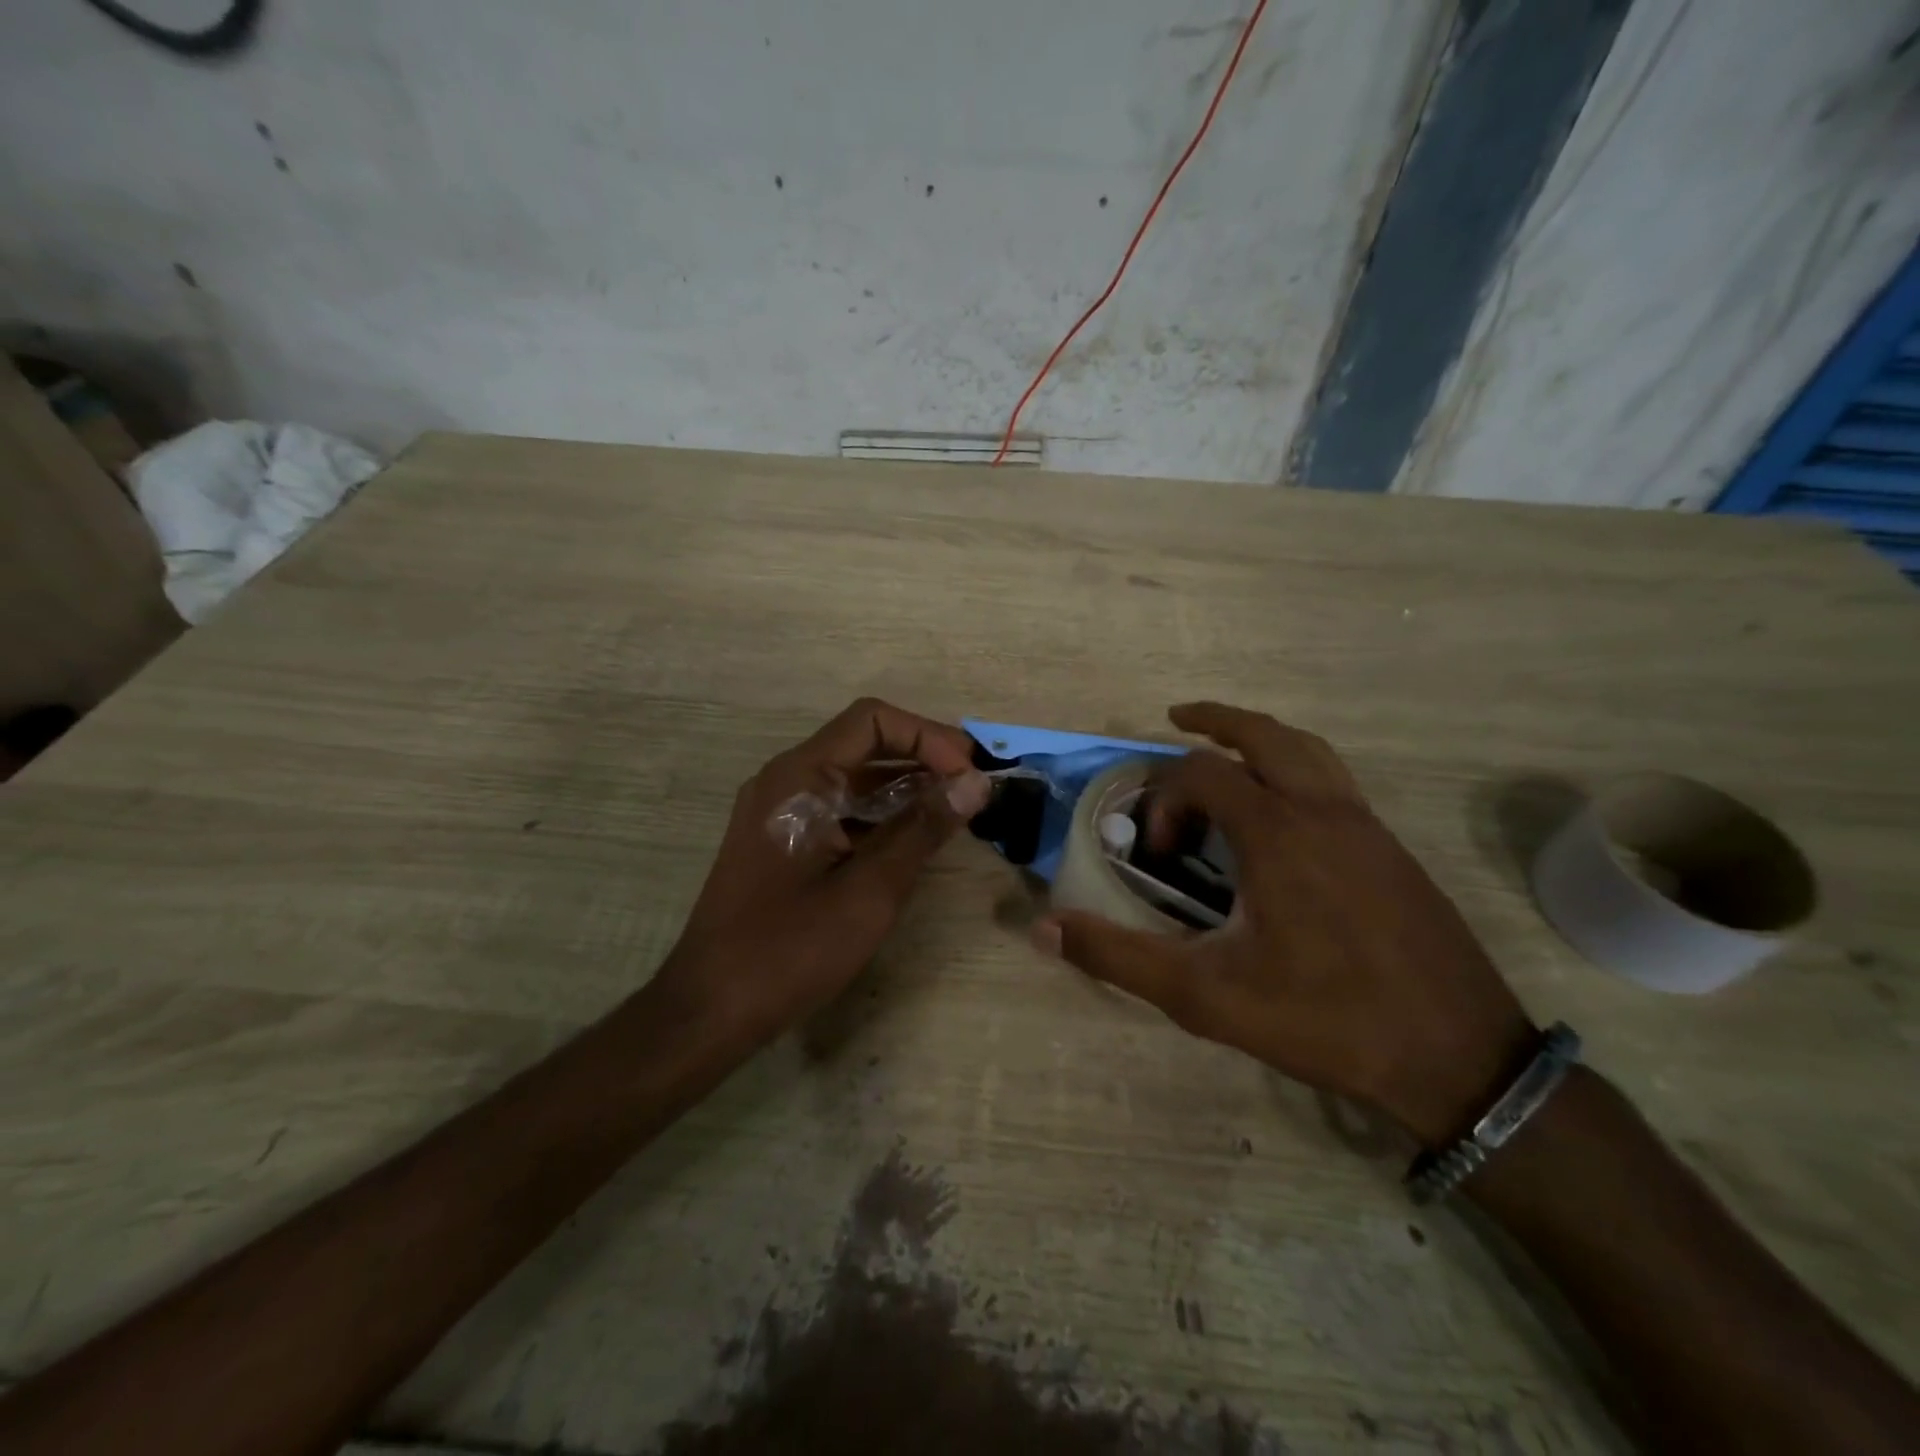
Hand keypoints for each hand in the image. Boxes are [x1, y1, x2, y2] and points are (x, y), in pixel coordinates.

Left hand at [655, 698, 991, 1045]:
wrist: (710, 1010)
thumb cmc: (790, 948)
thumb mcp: (870, 890)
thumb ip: (924, 828)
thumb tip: (976, 782)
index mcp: (800, 777)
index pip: (872, 720)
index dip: (927, 737)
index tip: (969, 774)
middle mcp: (786, 780)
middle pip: (864, 743)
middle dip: (923, 758)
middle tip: (974, 788)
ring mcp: (780, 810)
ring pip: (854, 778)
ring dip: (906, 787)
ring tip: (955, 811)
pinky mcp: (783, 840)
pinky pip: (840, 808)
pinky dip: (881, 814)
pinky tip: (915, 838)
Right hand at [1035, 702, 1534, 1146]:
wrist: (1458, 1058)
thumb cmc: (1323, 1019)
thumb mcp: (1205, 995)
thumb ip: (1119, 956)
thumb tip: (1044, 927)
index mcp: (1277, 832)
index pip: (1201, 773)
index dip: (1164, 800)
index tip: (1157, 854)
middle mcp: (1324, 810)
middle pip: (1264, 734)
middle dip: (1215, 721)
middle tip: (1176, 720)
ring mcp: (1367, 826)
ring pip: (1309, 751)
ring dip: (1262, 738)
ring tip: (1228, 751)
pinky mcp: (1393, 850)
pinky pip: (1336, 782)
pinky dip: (1297, 769)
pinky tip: (1283, 814)